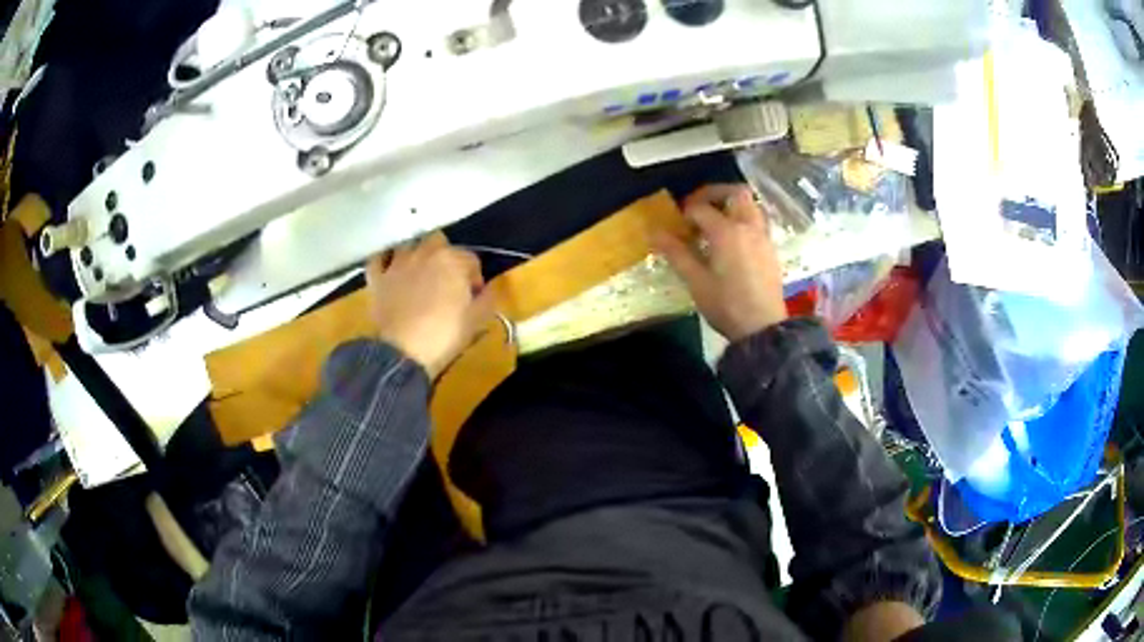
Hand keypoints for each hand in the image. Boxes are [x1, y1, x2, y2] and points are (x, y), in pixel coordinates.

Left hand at [365, 232, 495, 378]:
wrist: (403, 352)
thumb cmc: (445, 335)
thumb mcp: (477, 320)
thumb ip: (487, 299)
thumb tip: (488, 289)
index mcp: (453, 260)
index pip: (471, 259)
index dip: (475, 278)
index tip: (473, 296)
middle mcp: (424, 253)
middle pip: (439, 241)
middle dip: (445, 256)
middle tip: (447, 280)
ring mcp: (397, 263)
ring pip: (409, 245)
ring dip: (417, 255)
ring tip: (420, 274)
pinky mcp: (377, 278)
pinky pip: (378, 259)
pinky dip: (385, 261)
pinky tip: (390, 270)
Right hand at [653, 184, 787, 341]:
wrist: (762, 328)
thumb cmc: (726, 306)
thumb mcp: (696, 281)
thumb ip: (676, 253)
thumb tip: (654, 232)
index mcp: (726, 232)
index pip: (701, 209)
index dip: (685, 213)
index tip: (676, 225)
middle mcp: (748, 226)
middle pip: (735, 193)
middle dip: (715, 193)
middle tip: (699, 206)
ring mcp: (763, 236)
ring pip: (751, 205)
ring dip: (733, 204)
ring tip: (718, 221)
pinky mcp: (771, 249)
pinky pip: (758, 221)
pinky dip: (744, 219)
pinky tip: (734, 240)